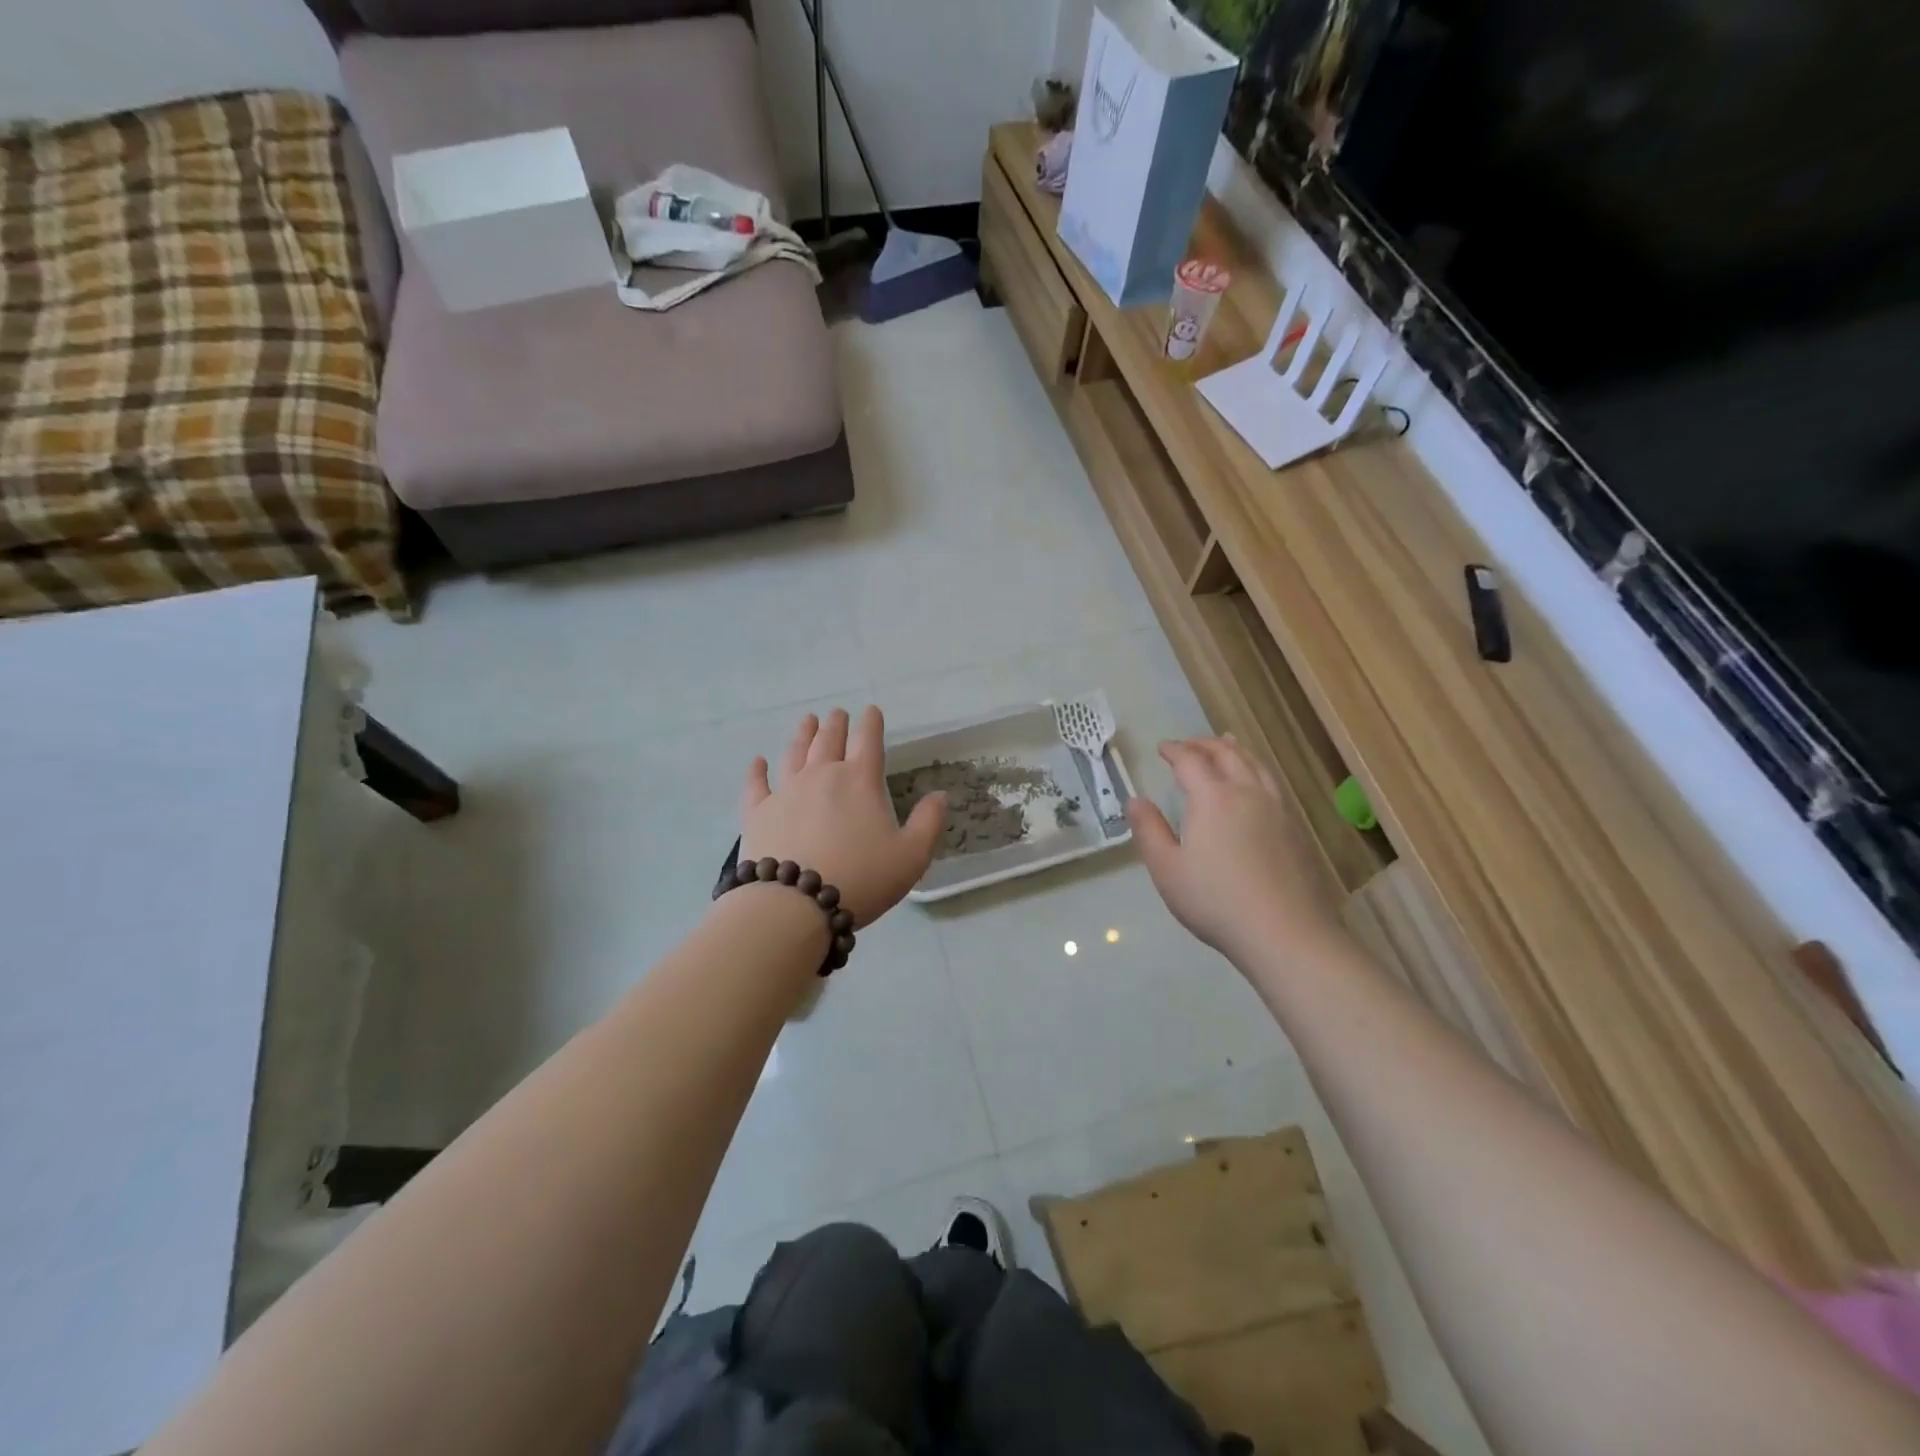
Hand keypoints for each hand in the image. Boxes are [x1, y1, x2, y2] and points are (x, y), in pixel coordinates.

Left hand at [739, 707, 946, 928]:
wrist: (794, 904)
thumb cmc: (861, 878)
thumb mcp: (911, 856)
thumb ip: (928, 823)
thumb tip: (940, 795)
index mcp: (860, 780)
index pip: (868, 741)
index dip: (871, 723)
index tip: (871, 711)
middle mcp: (822, 775)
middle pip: (829, 740)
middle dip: (836, 724)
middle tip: (837, 714)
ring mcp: (786, 791)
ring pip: (795, 753)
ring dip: (803, 735)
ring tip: (807, 721)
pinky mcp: (758, 812)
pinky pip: (756, 784)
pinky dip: (757, 770)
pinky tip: (758, 761)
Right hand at [1127, 736, 1347, 964]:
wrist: (1284, 932)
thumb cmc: (1215, 900)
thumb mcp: (1167, 869)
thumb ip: (1149, 830)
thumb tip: (1135, 800)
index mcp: (1213, 798)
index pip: (1191, 761)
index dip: (1175, 750)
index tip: (1162, 747)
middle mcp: (1247, 793)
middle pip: (1227, 755)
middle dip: (1204, 744)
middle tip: (1189, 744)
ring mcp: (1277, 809)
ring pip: (1256, 765)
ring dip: (1235, 751)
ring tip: (1226, 746)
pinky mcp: (1295, 829)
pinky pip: (1272, 783)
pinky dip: (1256, 769)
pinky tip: (1255, 784)